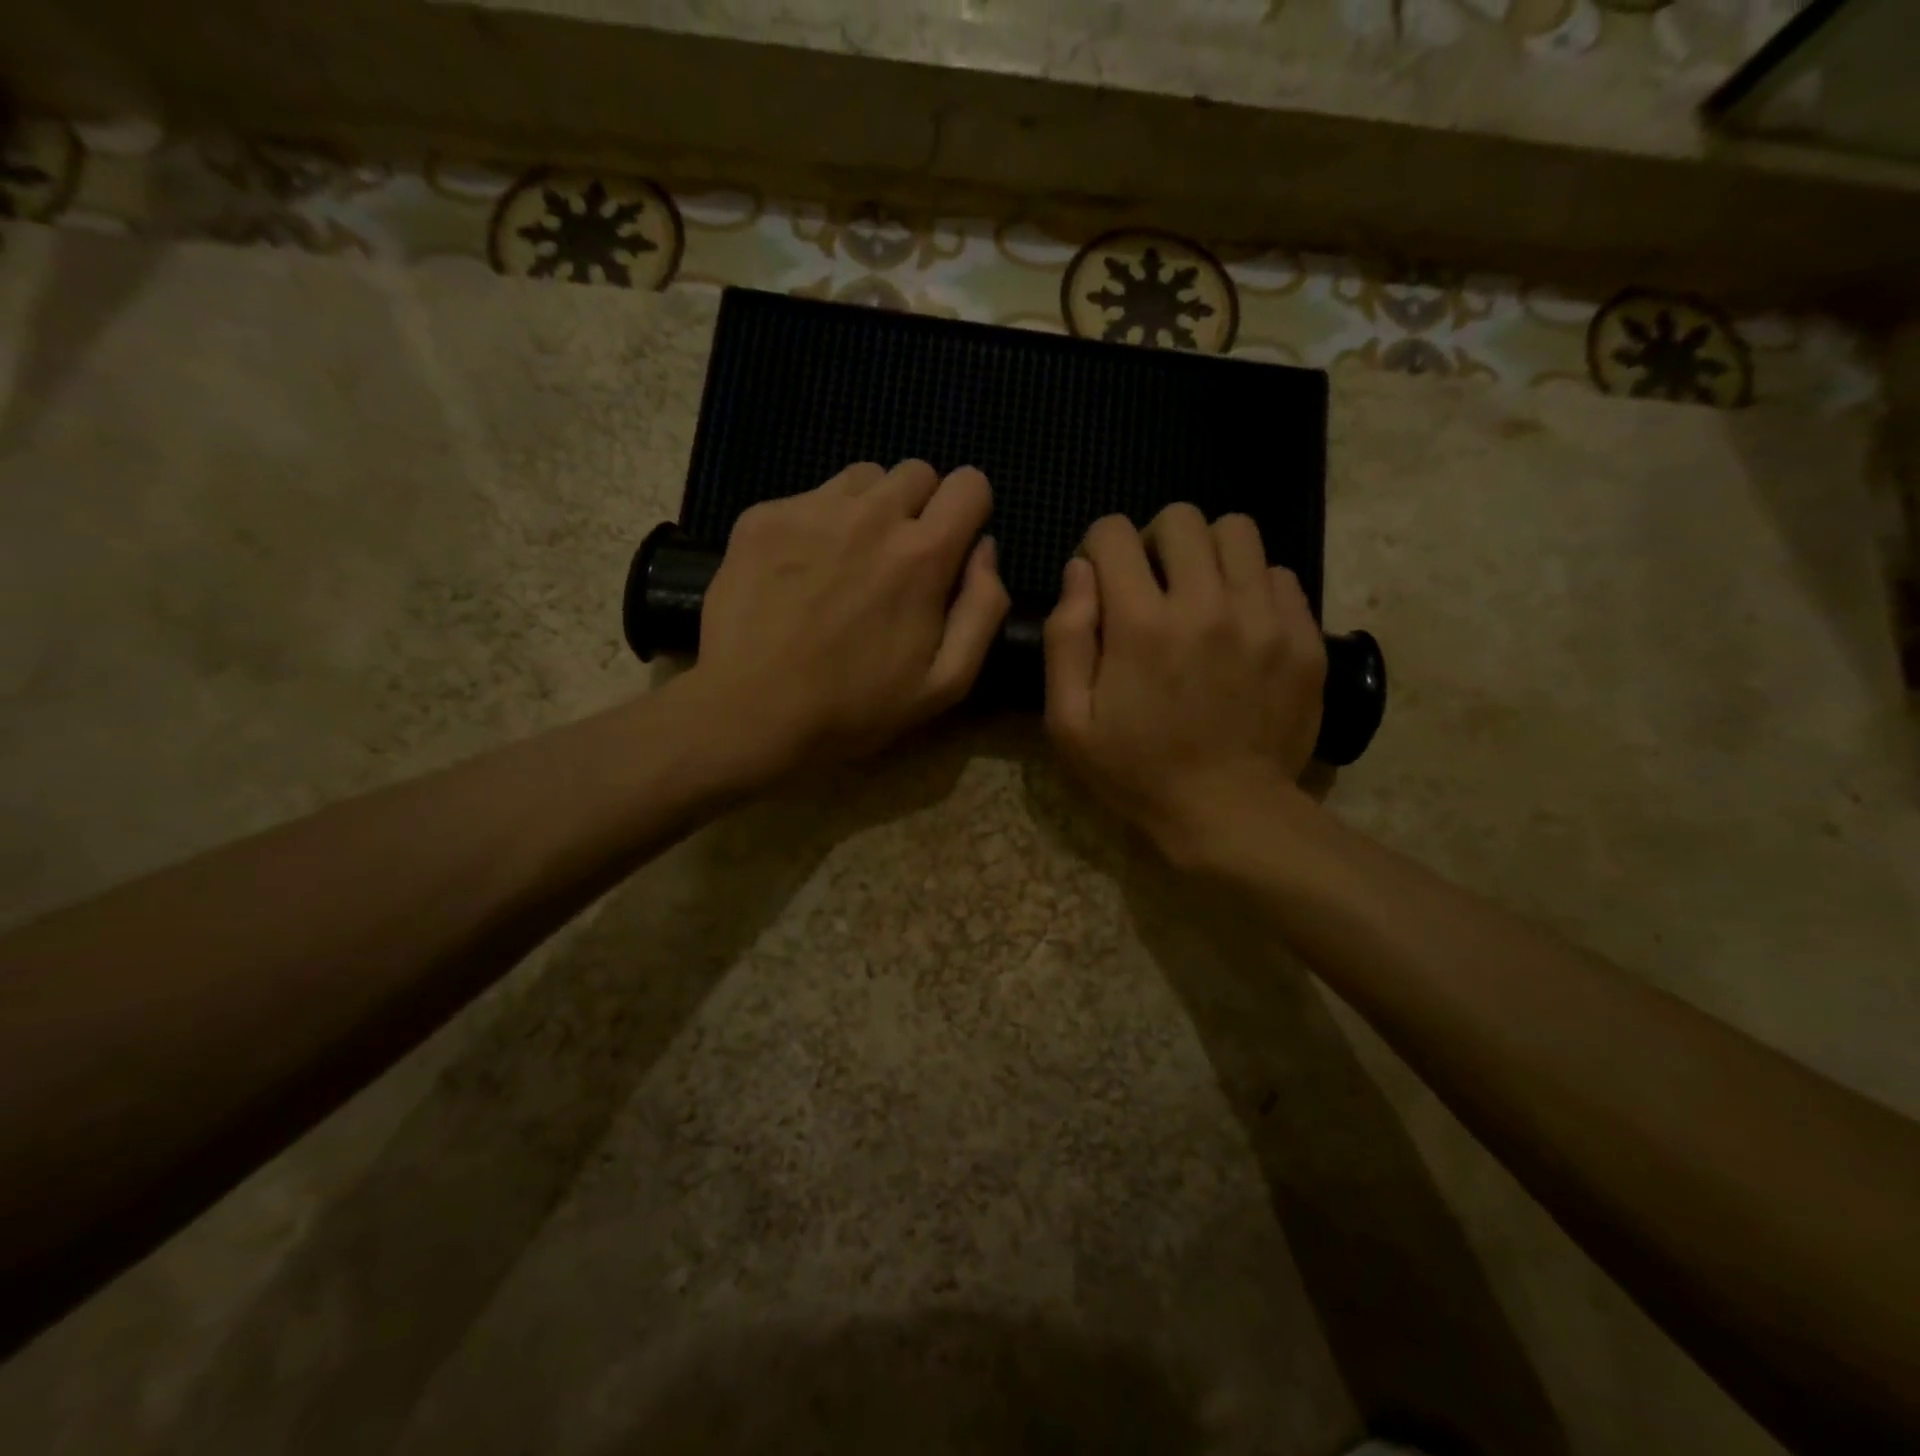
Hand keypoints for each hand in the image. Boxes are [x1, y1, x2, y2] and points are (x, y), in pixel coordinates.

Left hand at [689, 460, 1009, 774]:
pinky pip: (809, 497)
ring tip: (849, 560)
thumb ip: (983, 609)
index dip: (969, 512)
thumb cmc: (854, 708)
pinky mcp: (764, 517)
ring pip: (863, 477)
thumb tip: (986, 549)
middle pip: (917, 472)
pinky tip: (801, 572)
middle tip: (898, 560)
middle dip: (920, 508)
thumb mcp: (946, 683)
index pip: (970, 483)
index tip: (952, 547)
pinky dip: (818, 523)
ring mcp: (812, 509)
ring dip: (871, 508)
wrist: (750, 712)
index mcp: (922, 554)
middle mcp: (872, 515)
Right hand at [1043, 505, 1325, 861]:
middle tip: (1152, 585)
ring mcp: (1263, 617)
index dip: (1098, 548)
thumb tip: (1079, 571)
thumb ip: (1066, 639)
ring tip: (1200, 595)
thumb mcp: (1069, 722)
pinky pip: (1279, 574)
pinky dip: (1252, 587)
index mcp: (1141, 625)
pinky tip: (1240, 625)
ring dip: (1208, 553)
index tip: (1103, 581)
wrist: (1228, 812)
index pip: (1113, 534)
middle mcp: (1205, 605)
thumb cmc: (1137, 772)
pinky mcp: (1303, 636)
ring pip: (1238, 531)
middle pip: (1181, 518)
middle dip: (1154, 541)